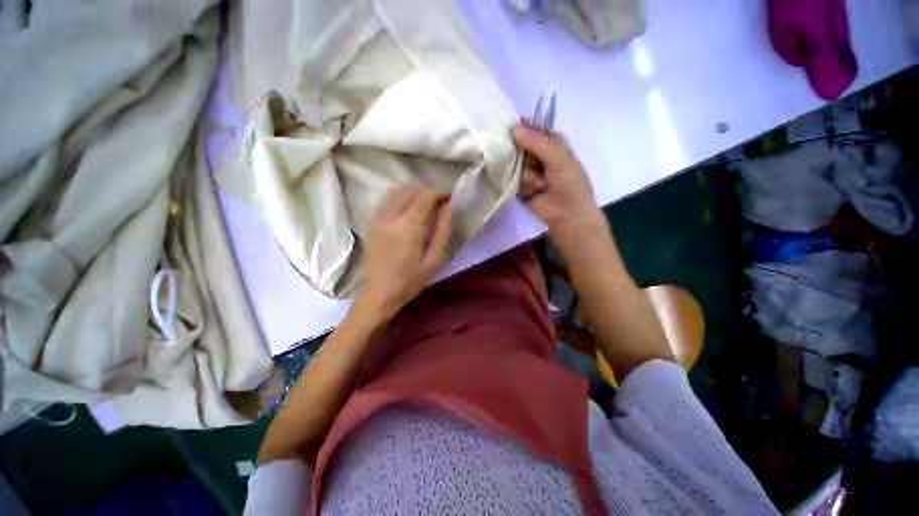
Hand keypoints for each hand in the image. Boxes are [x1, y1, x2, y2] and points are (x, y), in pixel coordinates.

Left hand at [362, 187, 452, 316]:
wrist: (381, 293)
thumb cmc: (411, 281)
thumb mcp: (434, 260)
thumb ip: (443, 231)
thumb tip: (448, 207)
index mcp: (408, 228)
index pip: (424, 196)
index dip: (439, 193)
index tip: (449, 199)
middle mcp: (390, 218)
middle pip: (410, 190)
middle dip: (427, 192)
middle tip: (439, 204)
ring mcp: (378, 219)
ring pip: (397, 192)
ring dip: (414, 194)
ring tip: (425, 207)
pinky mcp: (373, 223)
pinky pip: (388, 201)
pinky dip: (402, 200)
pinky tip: (409, 214)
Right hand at [512, 124, 602, 231]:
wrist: (566, 214)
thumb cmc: (569, 183)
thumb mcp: (557, 158)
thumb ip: (536, 143)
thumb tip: (513, 128)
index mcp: (552, 143)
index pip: (533, 129)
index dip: (522, 128)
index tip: (510, 129)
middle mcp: (539, 155)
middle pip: (520, 146)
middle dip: (522, 155)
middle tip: (530, 163)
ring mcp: (529, 171)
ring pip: (516, 164)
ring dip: (527, 175)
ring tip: (540, 185)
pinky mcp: (521, 185)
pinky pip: (513, 178)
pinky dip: (522, 185)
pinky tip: (531, 191)